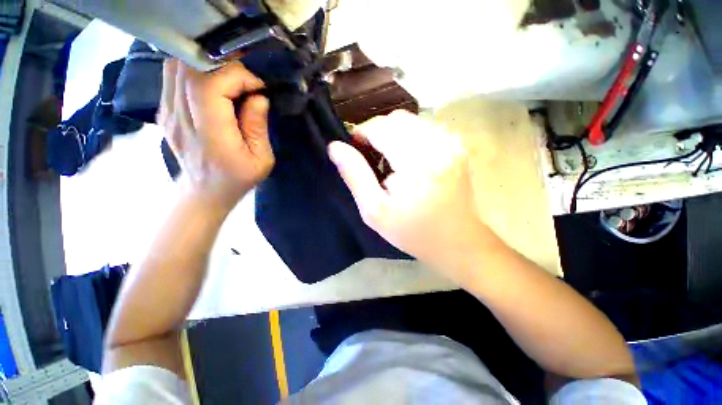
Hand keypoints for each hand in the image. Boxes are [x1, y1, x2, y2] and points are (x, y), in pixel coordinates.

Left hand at [158, 59, 273, 212]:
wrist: (205, 191)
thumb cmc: (238, 178)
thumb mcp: (262, 159)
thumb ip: (258, 126)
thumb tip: (258, 96)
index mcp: (210, 133)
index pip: (212, 84)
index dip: (238, 76)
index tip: (258, 89)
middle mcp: (181, 118)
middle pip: (191, 68)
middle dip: (225, 67)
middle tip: (244, 82)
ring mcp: (166, 112)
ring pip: (177, 66)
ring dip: (206, 66)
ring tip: (228, 82)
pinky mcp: (163, 110)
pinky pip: (172, 76)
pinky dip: (193, 72)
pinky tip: (211, 87)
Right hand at [329, 110, 497, 284]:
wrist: (456, 241)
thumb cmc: (412, 231)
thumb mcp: (375, 211)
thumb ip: (354, 175)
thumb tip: (335, 147)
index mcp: (417, 162)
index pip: (381, 127)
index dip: (362, 133)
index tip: (355, 150)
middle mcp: (438, 145)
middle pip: (397, 119)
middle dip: (377, 132)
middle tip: (371, 157)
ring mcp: (452, 143)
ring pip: (411, 121)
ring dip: (393, 134)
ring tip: (389, 159)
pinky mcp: (457, 147)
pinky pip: (425, 128)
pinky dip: (409, 137)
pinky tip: (408, 158)